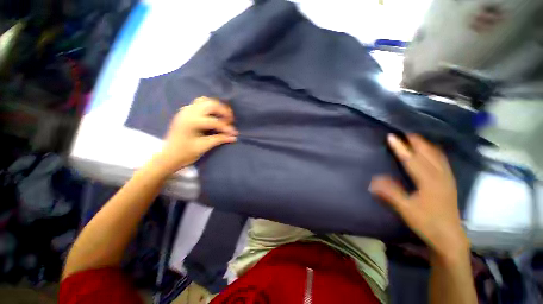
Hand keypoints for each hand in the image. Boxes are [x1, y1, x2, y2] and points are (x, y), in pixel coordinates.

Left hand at [154, 97, 237, 175]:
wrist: (169, 156)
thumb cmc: (185, 153)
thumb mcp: (204, 146)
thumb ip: (219, 139)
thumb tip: (233, 137)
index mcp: (192, 122)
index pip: (214, 121)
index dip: (226, 127)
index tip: (234, 133)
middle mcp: (188, 112)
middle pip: (211, 104)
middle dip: (224, 111)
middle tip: (231, 120)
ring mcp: (185, 110)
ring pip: (205, 101)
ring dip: (216, 106)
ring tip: (224, 116)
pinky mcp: (185, 112)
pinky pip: (199, 103)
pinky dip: (209, 106)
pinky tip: (213, 114)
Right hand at [370, 134, 468, 259]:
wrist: (449, 237)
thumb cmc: (427, 222)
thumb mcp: (406, 209)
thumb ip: (390, 193)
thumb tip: (373, 180)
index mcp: (428, 181)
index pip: (412, 160)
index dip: (401, 148)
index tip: (391, 136)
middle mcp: (440, 176)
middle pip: (428, 153)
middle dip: (416, 141)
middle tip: (404, 132)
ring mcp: (447, 178)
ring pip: (437, 156)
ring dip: (426, 145)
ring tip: (417, 138)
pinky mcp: (450, 182)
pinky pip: (443, 161)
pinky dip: (436, 152)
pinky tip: (433, 151)